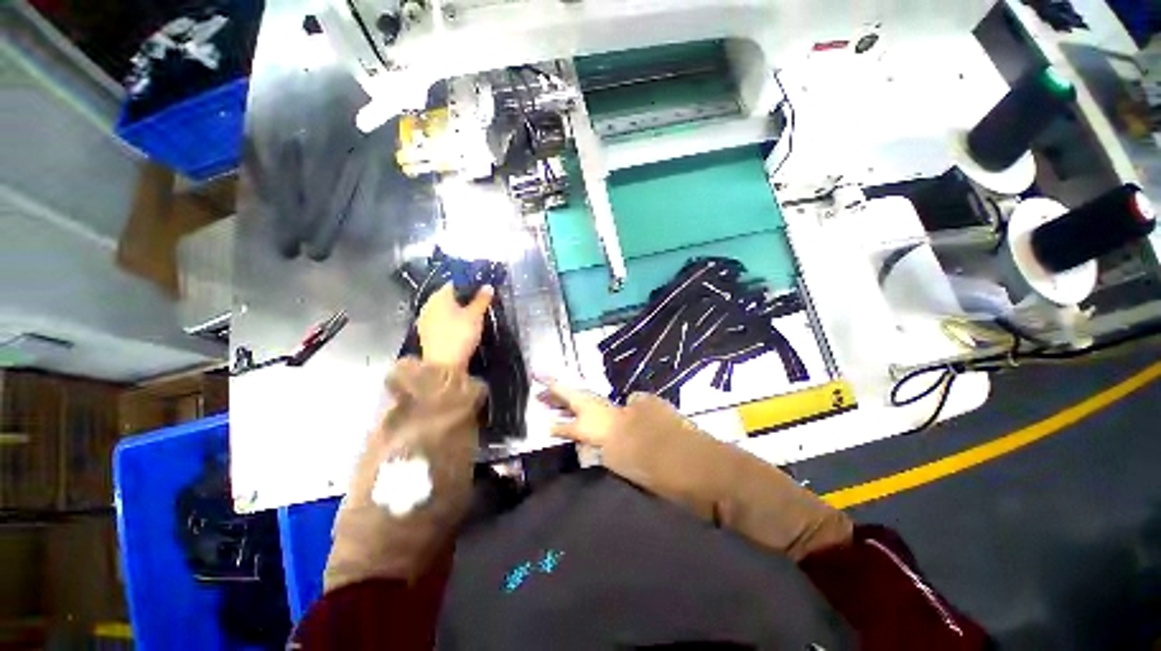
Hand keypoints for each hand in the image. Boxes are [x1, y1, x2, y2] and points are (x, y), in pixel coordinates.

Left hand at [418, 284, 493, 371]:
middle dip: (462, 299)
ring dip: (455, 311)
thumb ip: (481, 300)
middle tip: (478, 304)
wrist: (443, 365)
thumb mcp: (475, 316)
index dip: (469, 285)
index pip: (455, 283)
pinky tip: (459, 328)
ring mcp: (424, 319)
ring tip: (471, 317)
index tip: (481, 290)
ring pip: (443, 309)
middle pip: (448, 296)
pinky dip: (449, 322)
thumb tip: (487, 286)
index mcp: (439, 295)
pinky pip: (440, 321)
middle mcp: (428, 304)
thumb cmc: (460, 335)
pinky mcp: (425, 333)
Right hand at [536, 379, 626, 446]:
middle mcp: (582, 397)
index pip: (557, 387)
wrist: (622, 429)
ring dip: (556, 402)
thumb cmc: (598, 426)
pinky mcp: (593, 411)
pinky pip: (574, 407)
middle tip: (536, 396)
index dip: (545, 381)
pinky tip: (561, 415)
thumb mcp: (576, 429)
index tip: (535, 374)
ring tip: (544, 404)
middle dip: (549, 394)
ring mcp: (588, 403)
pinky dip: (565, 409)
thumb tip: (549, 427)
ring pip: (568, 400)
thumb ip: (561, 428)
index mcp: (576, 397)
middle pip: (562, 393)